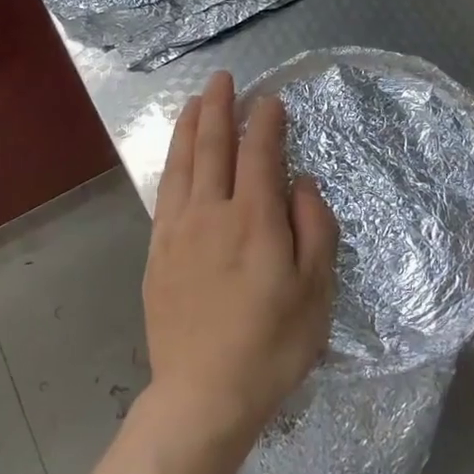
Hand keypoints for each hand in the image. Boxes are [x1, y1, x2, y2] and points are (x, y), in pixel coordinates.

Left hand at [143, 70, 338, 446]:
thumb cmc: (272, 345)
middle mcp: (211, 213)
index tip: (271, 101)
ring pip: (182, 164)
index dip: (266, 122)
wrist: (204, 394)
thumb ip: (314, 227)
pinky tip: (177, 157)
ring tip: (195, 102)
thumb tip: (302, 182)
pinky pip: (165, 192)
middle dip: (220, 107)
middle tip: (223, 79)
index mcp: (254, 219)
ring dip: (190, 127)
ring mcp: (178, 231)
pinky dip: (172, 163)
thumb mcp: (316, 291)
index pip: (259, 153)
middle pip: (214, 146)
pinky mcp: (157, 252)